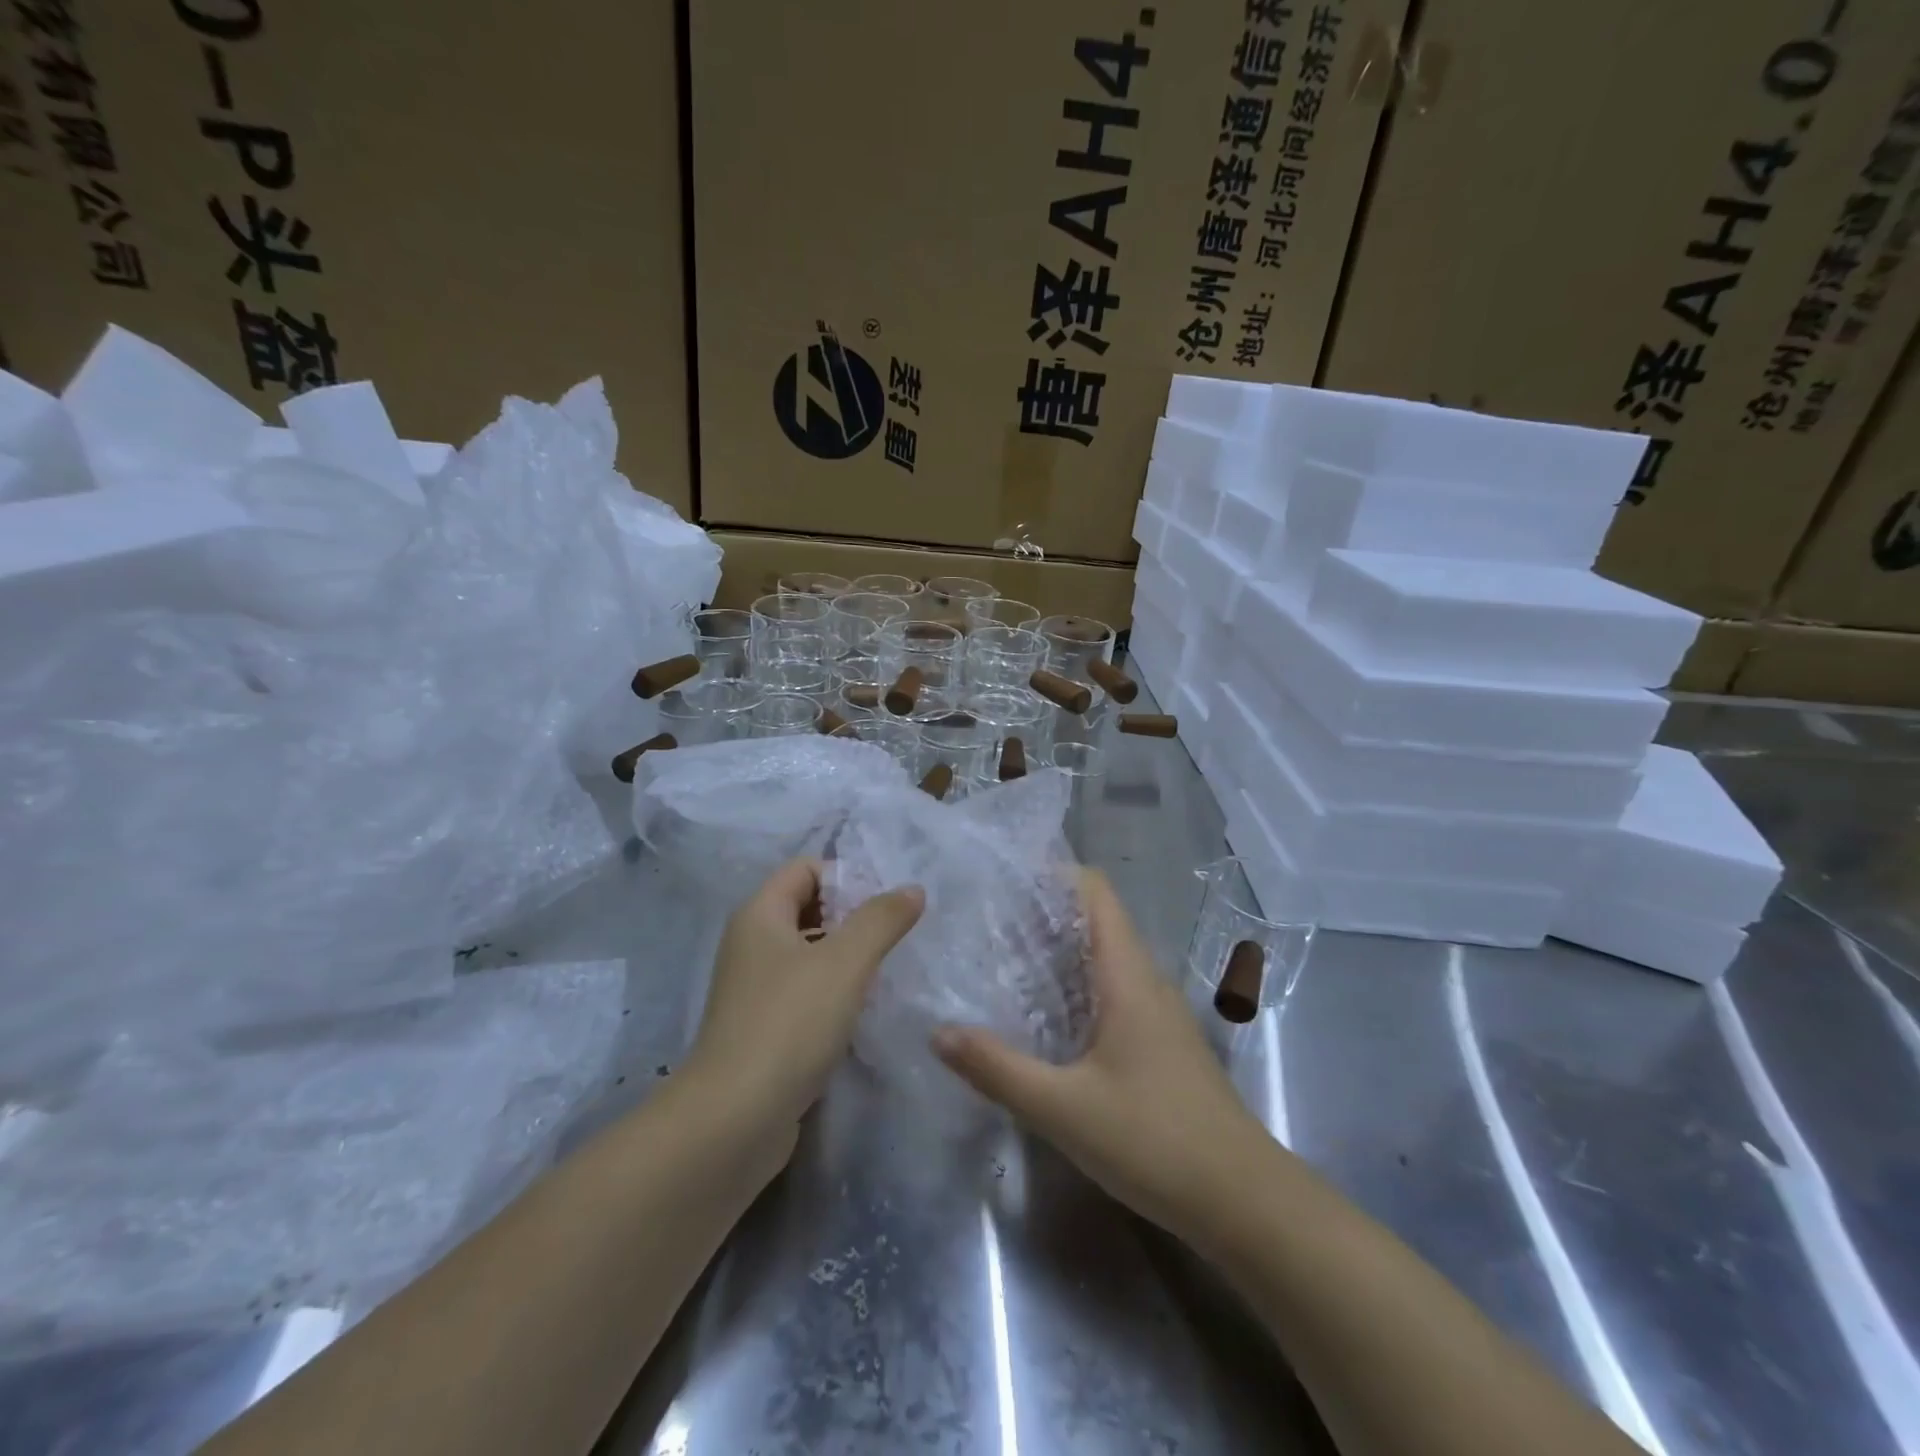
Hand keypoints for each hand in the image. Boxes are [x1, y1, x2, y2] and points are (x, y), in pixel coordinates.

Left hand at [689, 857, 923, 1150]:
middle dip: (850, 916)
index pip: (805, 868)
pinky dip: (831, 991)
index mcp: (760, 915)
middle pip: (806, 908)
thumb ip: (882, 919)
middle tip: (891, 937)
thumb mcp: (845, 962)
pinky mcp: (761, 1028)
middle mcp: (750, 944)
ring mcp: (753, 989)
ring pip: (806, 952)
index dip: (846, 876)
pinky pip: (803, 991)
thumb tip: (912, 889)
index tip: (885, 906)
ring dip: (844, 956)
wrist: (734, 1119)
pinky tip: (860, 1011)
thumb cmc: (790, 1023)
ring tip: (885, 971)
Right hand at [932, 868, 1272, 1250]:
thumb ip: (997, 1069)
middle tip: (986, 919)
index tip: (1003, 878)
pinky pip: (1113, 990)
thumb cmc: (1155, 1140)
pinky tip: (1045, 1015)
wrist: (1244, 1201)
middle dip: (1043, 912)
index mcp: (1128, 975)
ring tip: (1003, 958)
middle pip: (1096, 919)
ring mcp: (1158, 1012)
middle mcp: (1146, 980)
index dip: (1052, 874)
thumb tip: (937, 1032)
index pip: (1095, 892)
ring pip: (1105, 957)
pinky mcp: (1161, 1042)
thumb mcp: (1063, 1109)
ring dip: (1059, 950)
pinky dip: (1076, 985)